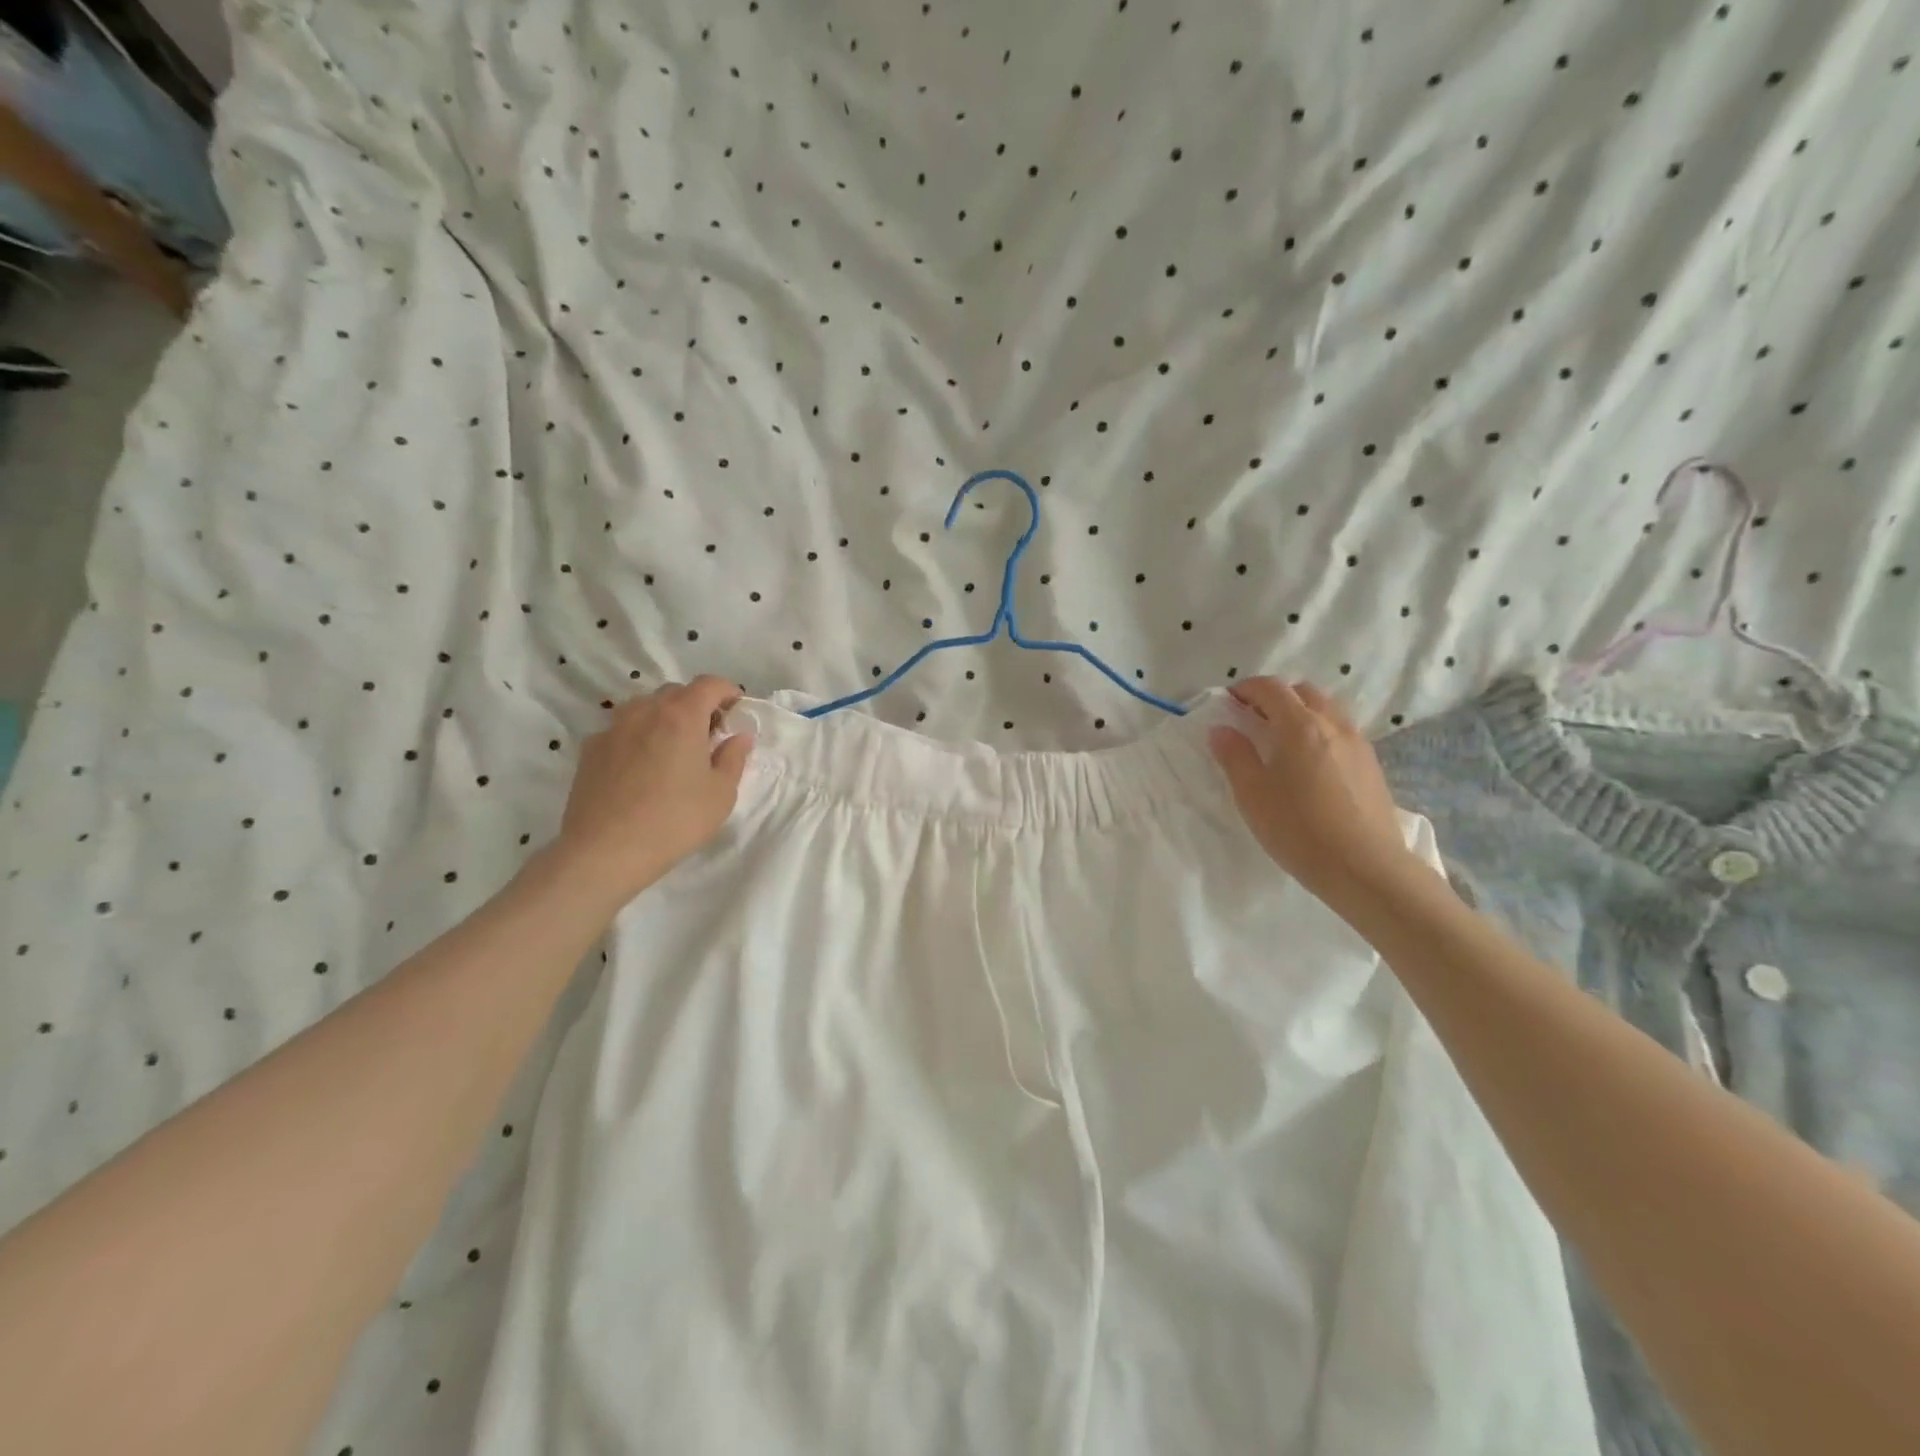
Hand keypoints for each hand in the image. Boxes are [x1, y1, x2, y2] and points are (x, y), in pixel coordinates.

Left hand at [552, 677, 754, 905]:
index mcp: (681, 716)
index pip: (709, 684)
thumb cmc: (674, 821)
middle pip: (676, 692)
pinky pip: (622, 730)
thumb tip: (739, 736)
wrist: (605, 852)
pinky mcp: (590, 750)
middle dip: (697, 705)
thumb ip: (733, 758)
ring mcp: (612, 728)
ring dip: (665, 718)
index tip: (736, 711)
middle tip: (709, 736)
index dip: (728, 692)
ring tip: (673, 750)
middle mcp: (644, 711)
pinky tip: (642, 770)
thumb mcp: (720, 794)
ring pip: (645, 708)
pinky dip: (639, 737)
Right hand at [1208, 678, 1422, 907]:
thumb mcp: (1253, 794)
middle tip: (1254, 719)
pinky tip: (1310, 764)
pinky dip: (1320, 732)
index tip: (1229, 701)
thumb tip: (1221, 729)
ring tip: (1282, 740)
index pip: (1271, 688)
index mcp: (1300, 726)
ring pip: (1327, 709)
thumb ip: (1234, 756)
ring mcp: (1358, 744)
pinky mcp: (1372, 766)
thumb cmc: (1299, 829)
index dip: (1246, 689)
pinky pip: (1342, 732)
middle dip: (1276, 696)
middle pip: (1303, 692)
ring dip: (1302, 712)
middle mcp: (1333, 725)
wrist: (1365, 868)